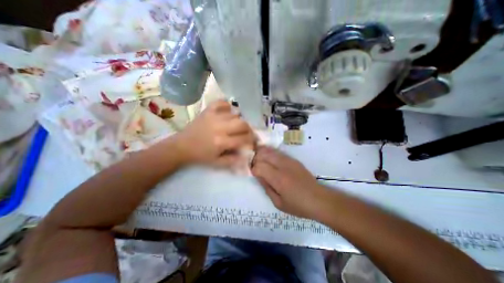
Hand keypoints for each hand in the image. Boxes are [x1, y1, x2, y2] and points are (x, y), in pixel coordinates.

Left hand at [172, 100, 256, 164]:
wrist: (182, 146)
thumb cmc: (200, 156)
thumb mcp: (217, 163)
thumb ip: (234, 160)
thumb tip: (247, 156)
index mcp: (221, 142)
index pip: (244, 138)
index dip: (251, 141)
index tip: (251, 143)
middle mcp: (220, 127)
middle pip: (243, 123)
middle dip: (248, 130)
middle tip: (246, 134)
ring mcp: (213, 116)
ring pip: (235, 114)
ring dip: (239, 121)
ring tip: (236, 126)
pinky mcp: (207, 110)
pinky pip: (222, 103)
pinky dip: (227, 106)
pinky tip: (228, 113)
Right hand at [251, 147, 331, 220]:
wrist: (319, 199)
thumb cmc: (298, 205)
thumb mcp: (278, 203)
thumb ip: (266, 187)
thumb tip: (258, 175)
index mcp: (279, 179)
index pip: (259, 167)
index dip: (253, 169)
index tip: (253, 173)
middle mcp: (283, 166)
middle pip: (263, 154)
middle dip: (255, 158)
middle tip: (254, 165)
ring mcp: (289, 161)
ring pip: (270, 150)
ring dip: (262, 153)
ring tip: (259, 160)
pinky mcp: (293, 159)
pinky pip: (278, 152)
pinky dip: (270, 153)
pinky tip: (269, 159)